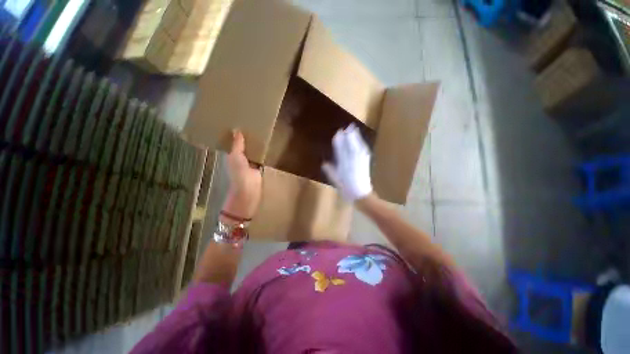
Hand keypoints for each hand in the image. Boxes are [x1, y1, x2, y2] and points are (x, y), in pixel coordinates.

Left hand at [223, 130, 261, 218]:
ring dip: (255, 144)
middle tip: (253, 124)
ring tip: (260, 131)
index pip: (234, 142)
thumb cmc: (239, 173)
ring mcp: (250, 162)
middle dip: (247, 137)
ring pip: (253, 150)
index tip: (240, 123)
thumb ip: (237, 145)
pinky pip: (260, 157)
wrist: (249, 189)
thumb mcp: (235, 157)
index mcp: (232, 155)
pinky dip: (262, 151)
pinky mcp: (259, 166)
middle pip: (244, 145)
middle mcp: (241, 157)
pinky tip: (266, 144)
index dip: (236, 134)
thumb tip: (237, 130)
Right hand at [322, 123, 372, 201]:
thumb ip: (330, 171)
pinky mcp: (366, 163)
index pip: (341, 150)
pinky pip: (363, 151)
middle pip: (351, 146)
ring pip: (358, 147)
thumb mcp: (336, 182)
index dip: (339, 141)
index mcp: (344, 166)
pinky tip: (360, 141)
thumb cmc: (347, 190)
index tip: (338, 133)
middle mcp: (353, 161)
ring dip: (356, 137)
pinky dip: (361, 144)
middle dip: (349, 136)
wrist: (362, 195)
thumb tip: (324, 163)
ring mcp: (361, 161)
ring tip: (354, 129)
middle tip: (347, 127)